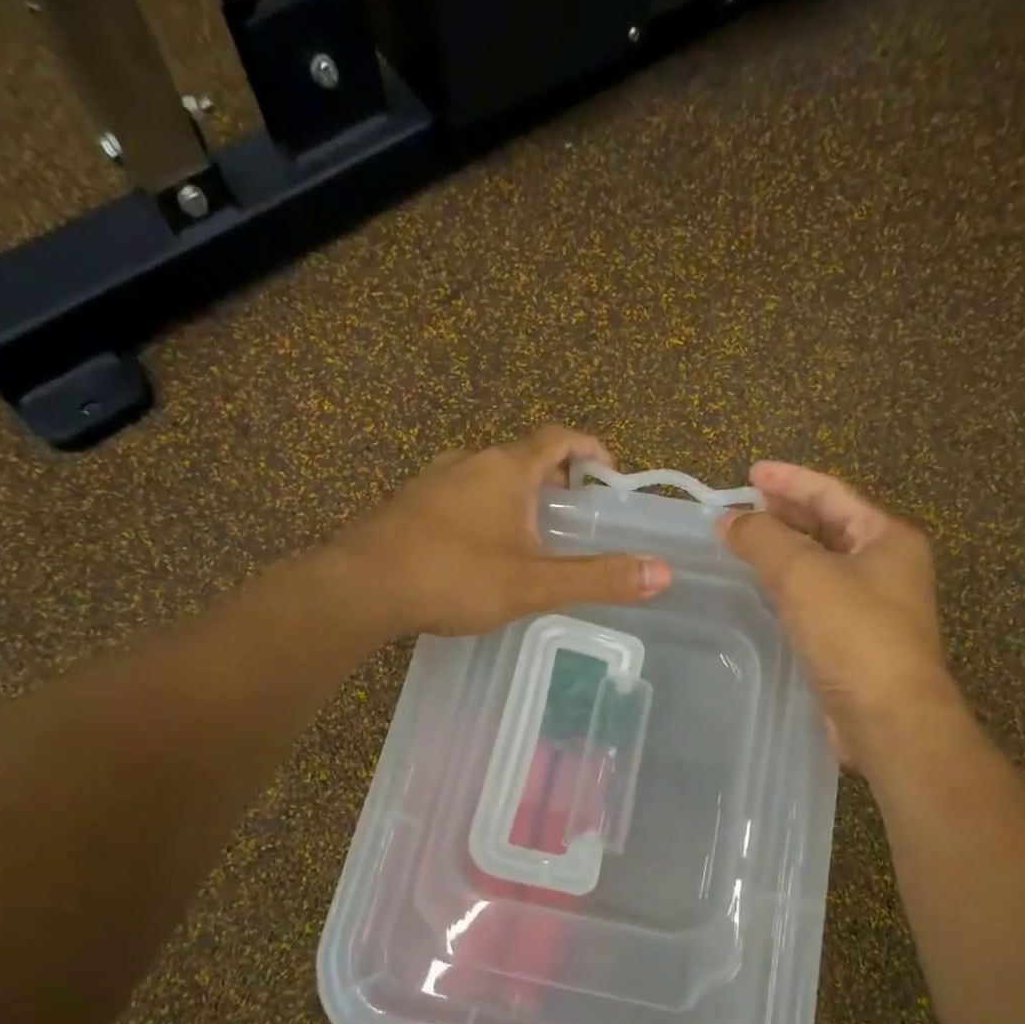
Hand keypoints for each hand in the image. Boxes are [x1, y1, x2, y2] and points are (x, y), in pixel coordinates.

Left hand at [333, 425, 672, 637]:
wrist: (361, 586)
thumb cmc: (455, 576)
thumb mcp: (535, 583)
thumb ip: (599, 578)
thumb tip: (663, 572)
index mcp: (506, 467)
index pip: (557, 437)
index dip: (587, 446)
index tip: (607, 468)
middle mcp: (469, 460)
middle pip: (522, 455)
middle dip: (552, 477)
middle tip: (572, 512)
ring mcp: (432, 480)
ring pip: (486, 476)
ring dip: (514, 495)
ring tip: (529, 534)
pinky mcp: (407, 505)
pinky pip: (457, 496)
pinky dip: (480, 510)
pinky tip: (477, 550)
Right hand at [719, 462, 957, 769]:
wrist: (887, 716)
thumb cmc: (853, 633)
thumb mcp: (804, 574)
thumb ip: (763, 540)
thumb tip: (729, 521)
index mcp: (886, 538)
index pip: (831, 493)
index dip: (789, 479)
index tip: (749, 472)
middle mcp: (886, 567)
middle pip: (829, 525)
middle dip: (786, 513)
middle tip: (743, 506)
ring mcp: (873, 606)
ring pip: (822, 564)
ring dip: (785, 550)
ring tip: (745, 542)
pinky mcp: (854, 641)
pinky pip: (816, 599)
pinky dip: (788, 587)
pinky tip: (761, 590)